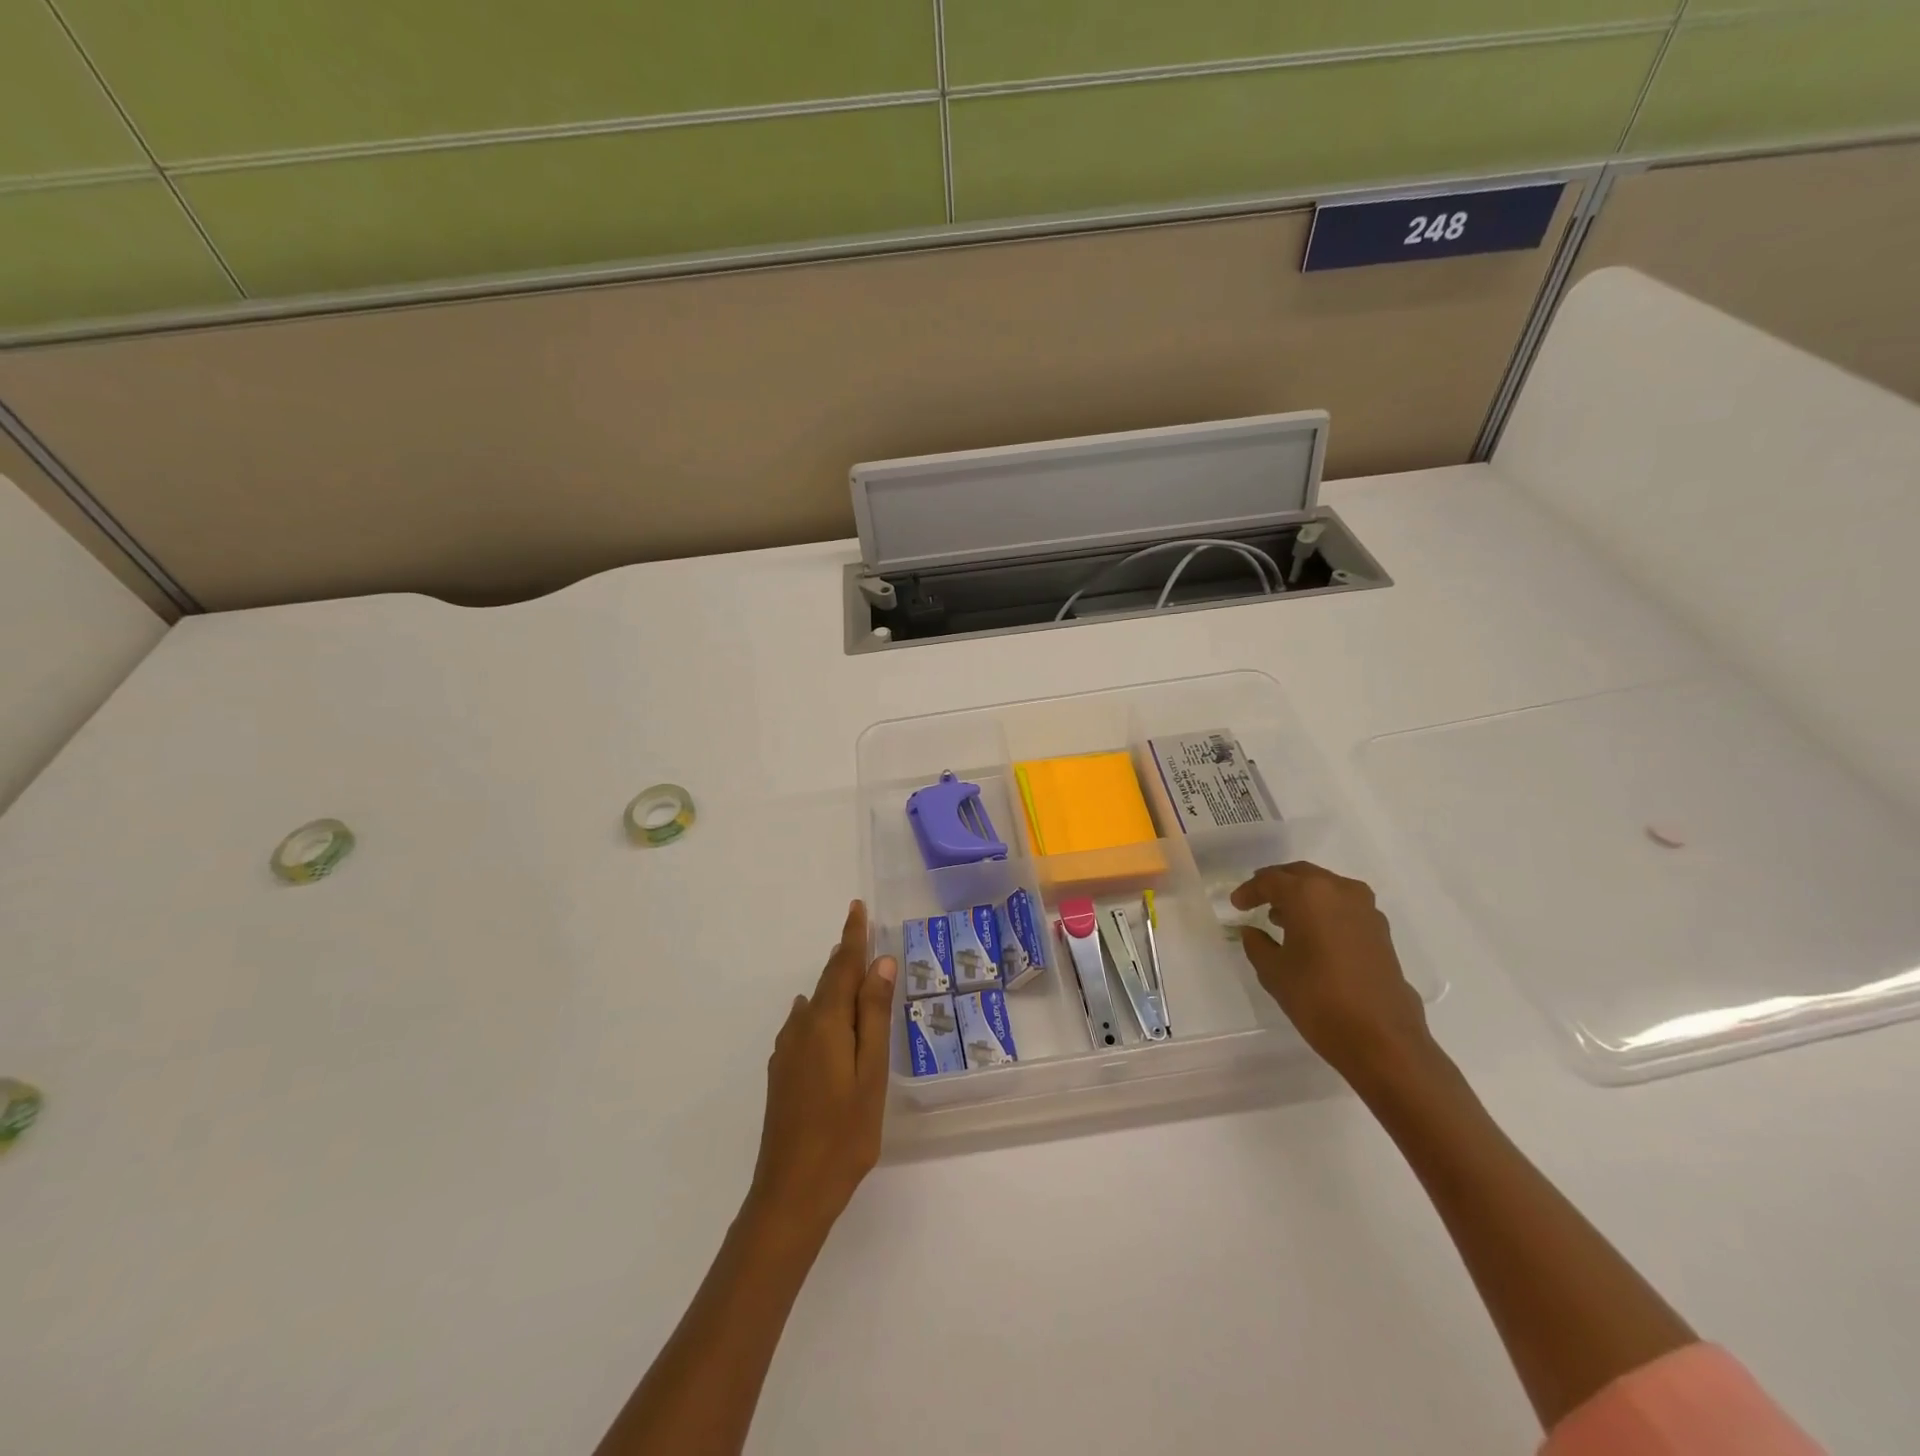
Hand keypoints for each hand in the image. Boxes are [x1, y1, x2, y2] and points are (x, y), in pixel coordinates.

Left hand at [748, 901, 896, 1240]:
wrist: (791, 1193)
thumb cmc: (844, 1133)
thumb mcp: (871, 1072)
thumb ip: (874, 1015)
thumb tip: (881, 963)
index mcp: (826, 1023)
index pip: (843, 966)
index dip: (853, 936)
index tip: (857, 907)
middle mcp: (801, 1028)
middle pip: (827, 982)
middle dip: (846, 957)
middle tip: (865, 936)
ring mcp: (787, 1052)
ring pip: (816, 1005)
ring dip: (836, 986)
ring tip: (858, 978)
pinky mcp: (783, 1073)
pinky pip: (806, 1026)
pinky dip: (825, 1013)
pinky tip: (833, 1026)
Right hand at [1231, 862, 1435, 1085]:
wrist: (1382, 1038)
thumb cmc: (1318, 998)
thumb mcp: (1274, 972)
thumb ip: (1257, 944)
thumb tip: (1251, 931)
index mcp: (1308, 894)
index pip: (1270, 880)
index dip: (1249, 891)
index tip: (1236, 904)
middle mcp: (1339, 890)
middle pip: (1301, 875)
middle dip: (1277, 885)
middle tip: (1257, 900)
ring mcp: (1365, 909)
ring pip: (1325, 888)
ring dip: (1302, 897)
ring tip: (1282, 918)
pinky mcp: (1380, 930)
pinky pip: (1343, 906)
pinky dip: (1324, 911)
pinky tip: (1312, 934)